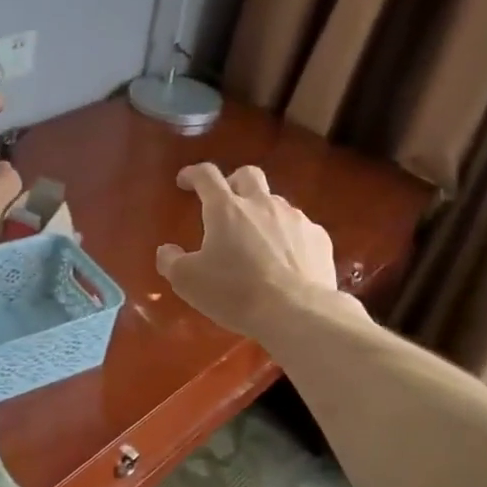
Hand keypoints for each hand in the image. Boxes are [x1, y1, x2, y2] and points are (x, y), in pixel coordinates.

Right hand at [156, 164, 338, 340]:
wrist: (297, 312)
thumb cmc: (235, 292)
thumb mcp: (188, 281)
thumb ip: (171, 261)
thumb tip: (167, 251)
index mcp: (226, 208)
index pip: (206, 175)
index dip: (193, 174)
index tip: (185, 181)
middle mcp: (262, 203)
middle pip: (248, 175)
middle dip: (234, 182)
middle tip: (225, 203)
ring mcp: (295, 218)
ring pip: (276, 202)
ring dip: (262, 212)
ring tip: (256, 240)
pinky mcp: (319, 238)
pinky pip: (299, 228)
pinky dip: (287, 236)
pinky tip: (285, 260)